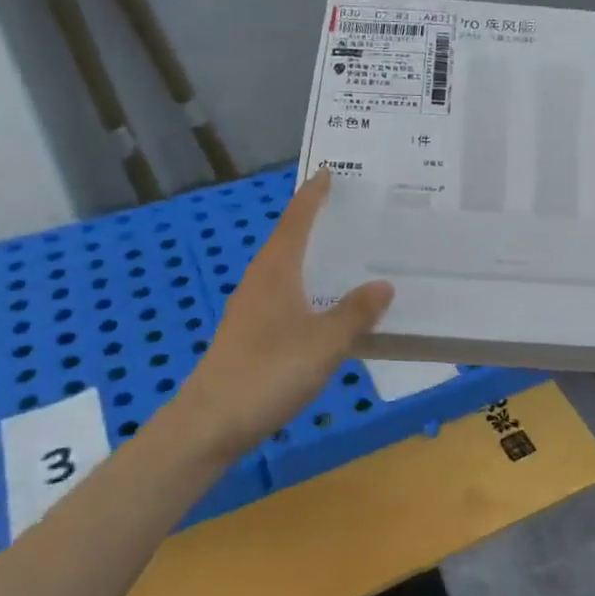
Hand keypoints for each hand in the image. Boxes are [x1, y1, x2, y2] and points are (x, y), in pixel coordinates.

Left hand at [182, 170, 392, 449]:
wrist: (210, 423)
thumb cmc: (268, 373)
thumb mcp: (324, 342)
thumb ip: (356, 312)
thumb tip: (383, 284)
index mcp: (276, 271)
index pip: (296, 220)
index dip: (313, 196)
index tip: (328, 172)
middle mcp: (261, 282)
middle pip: (289, 240)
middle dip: (315, 221)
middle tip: (350, 209)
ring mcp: (252, 309)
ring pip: (287, 270)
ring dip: (312, 256)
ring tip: (345, 252)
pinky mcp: (251, 334)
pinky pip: (286, 295)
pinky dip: (309, 287)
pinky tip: (327, 306)